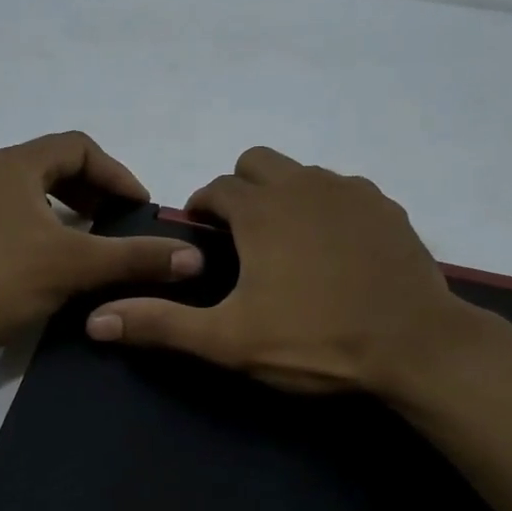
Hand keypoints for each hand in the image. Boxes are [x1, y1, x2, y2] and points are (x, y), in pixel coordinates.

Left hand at [0, 132, 202, 372]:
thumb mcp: (74, 267)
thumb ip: (135, 258)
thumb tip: (192, 257)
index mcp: (14, 165)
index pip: (78, 147)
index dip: (117, 173)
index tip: (140, 208)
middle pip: (54, 165)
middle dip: (94, 190)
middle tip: (120, 221)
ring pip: (33, 192)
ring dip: (69, 209)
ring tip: (92, 239)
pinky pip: (14, 215)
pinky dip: (44, 226)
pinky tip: (53, 261)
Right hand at [85, 147, 499, 396]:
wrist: (415, 346)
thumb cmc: (314, 341)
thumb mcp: (228, 340)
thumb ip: (161, 325)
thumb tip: (96, 320)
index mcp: (261, 209)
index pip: (215, 188)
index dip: (201, 209)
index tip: (201, 238)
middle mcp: (305, 184)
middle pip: (258, 163)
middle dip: (241, 190)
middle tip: (242, 241)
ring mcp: (352, 192)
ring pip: (303, 174)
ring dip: (284, 196)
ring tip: (287, 247)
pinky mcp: (388, 209)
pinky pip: (344, 191)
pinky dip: (327, 208)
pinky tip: (334, 250)